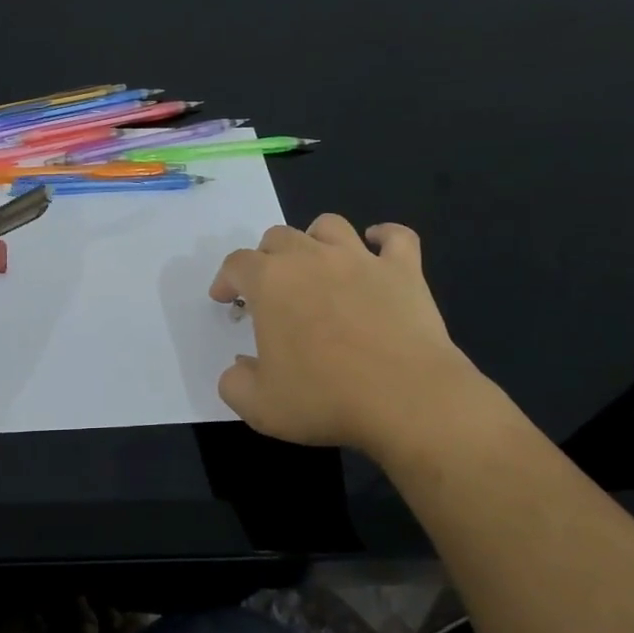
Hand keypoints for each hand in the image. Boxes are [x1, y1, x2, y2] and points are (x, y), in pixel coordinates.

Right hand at [209, 216, 490, 456]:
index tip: (225, 300)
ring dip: (315, 239)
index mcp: (270, 283)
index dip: (226, 279)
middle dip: (266, 258)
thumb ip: (235, 383)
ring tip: (315, 263)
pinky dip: (384, 237)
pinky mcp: (404, 271)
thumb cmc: (326, 398)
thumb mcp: (260, 406)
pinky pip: (397, 237)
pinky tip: (377, 246)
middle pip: (278, 237)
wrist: (408, 400)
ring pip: (329, 226)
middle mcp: (311, 258)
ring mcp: (361, 260)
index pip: (236, 264)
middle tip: (269, 289)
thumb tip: (240, 367)